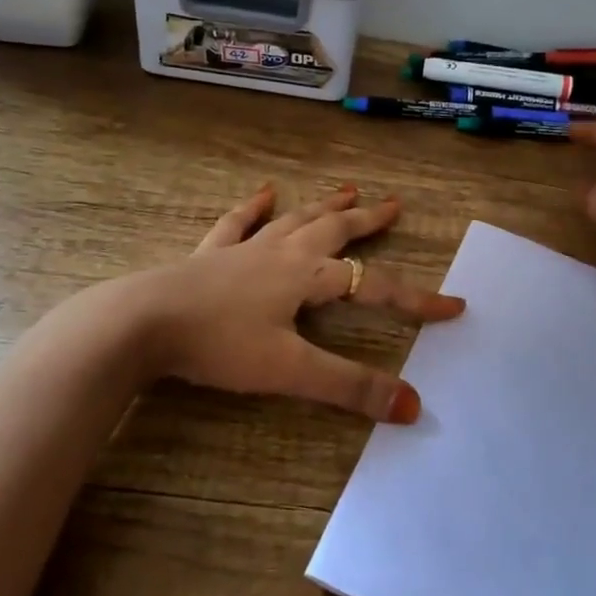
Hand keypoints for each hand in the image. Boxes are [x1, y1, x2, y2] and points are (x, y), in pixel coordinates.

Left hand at [120, 182, 463, 422]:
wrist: (142, 322)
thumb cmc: (219, 344)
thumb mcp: (289, 371)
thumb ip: (350, 388)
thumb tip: (413, 406)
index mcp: (306, 277)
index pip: (374, 288)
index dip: (416, 299)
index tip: (454, 306)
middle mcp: (281, 254)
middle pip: (335, 232)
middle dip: (368, 222)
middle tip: (394, 206)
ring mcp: (244, 250)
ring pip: (294, 220)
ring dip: (324, 207)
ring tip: (349, 189)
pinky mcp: (210, 255)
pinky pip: (238, 223)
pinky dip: (253, 208)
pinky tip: (263, 192)